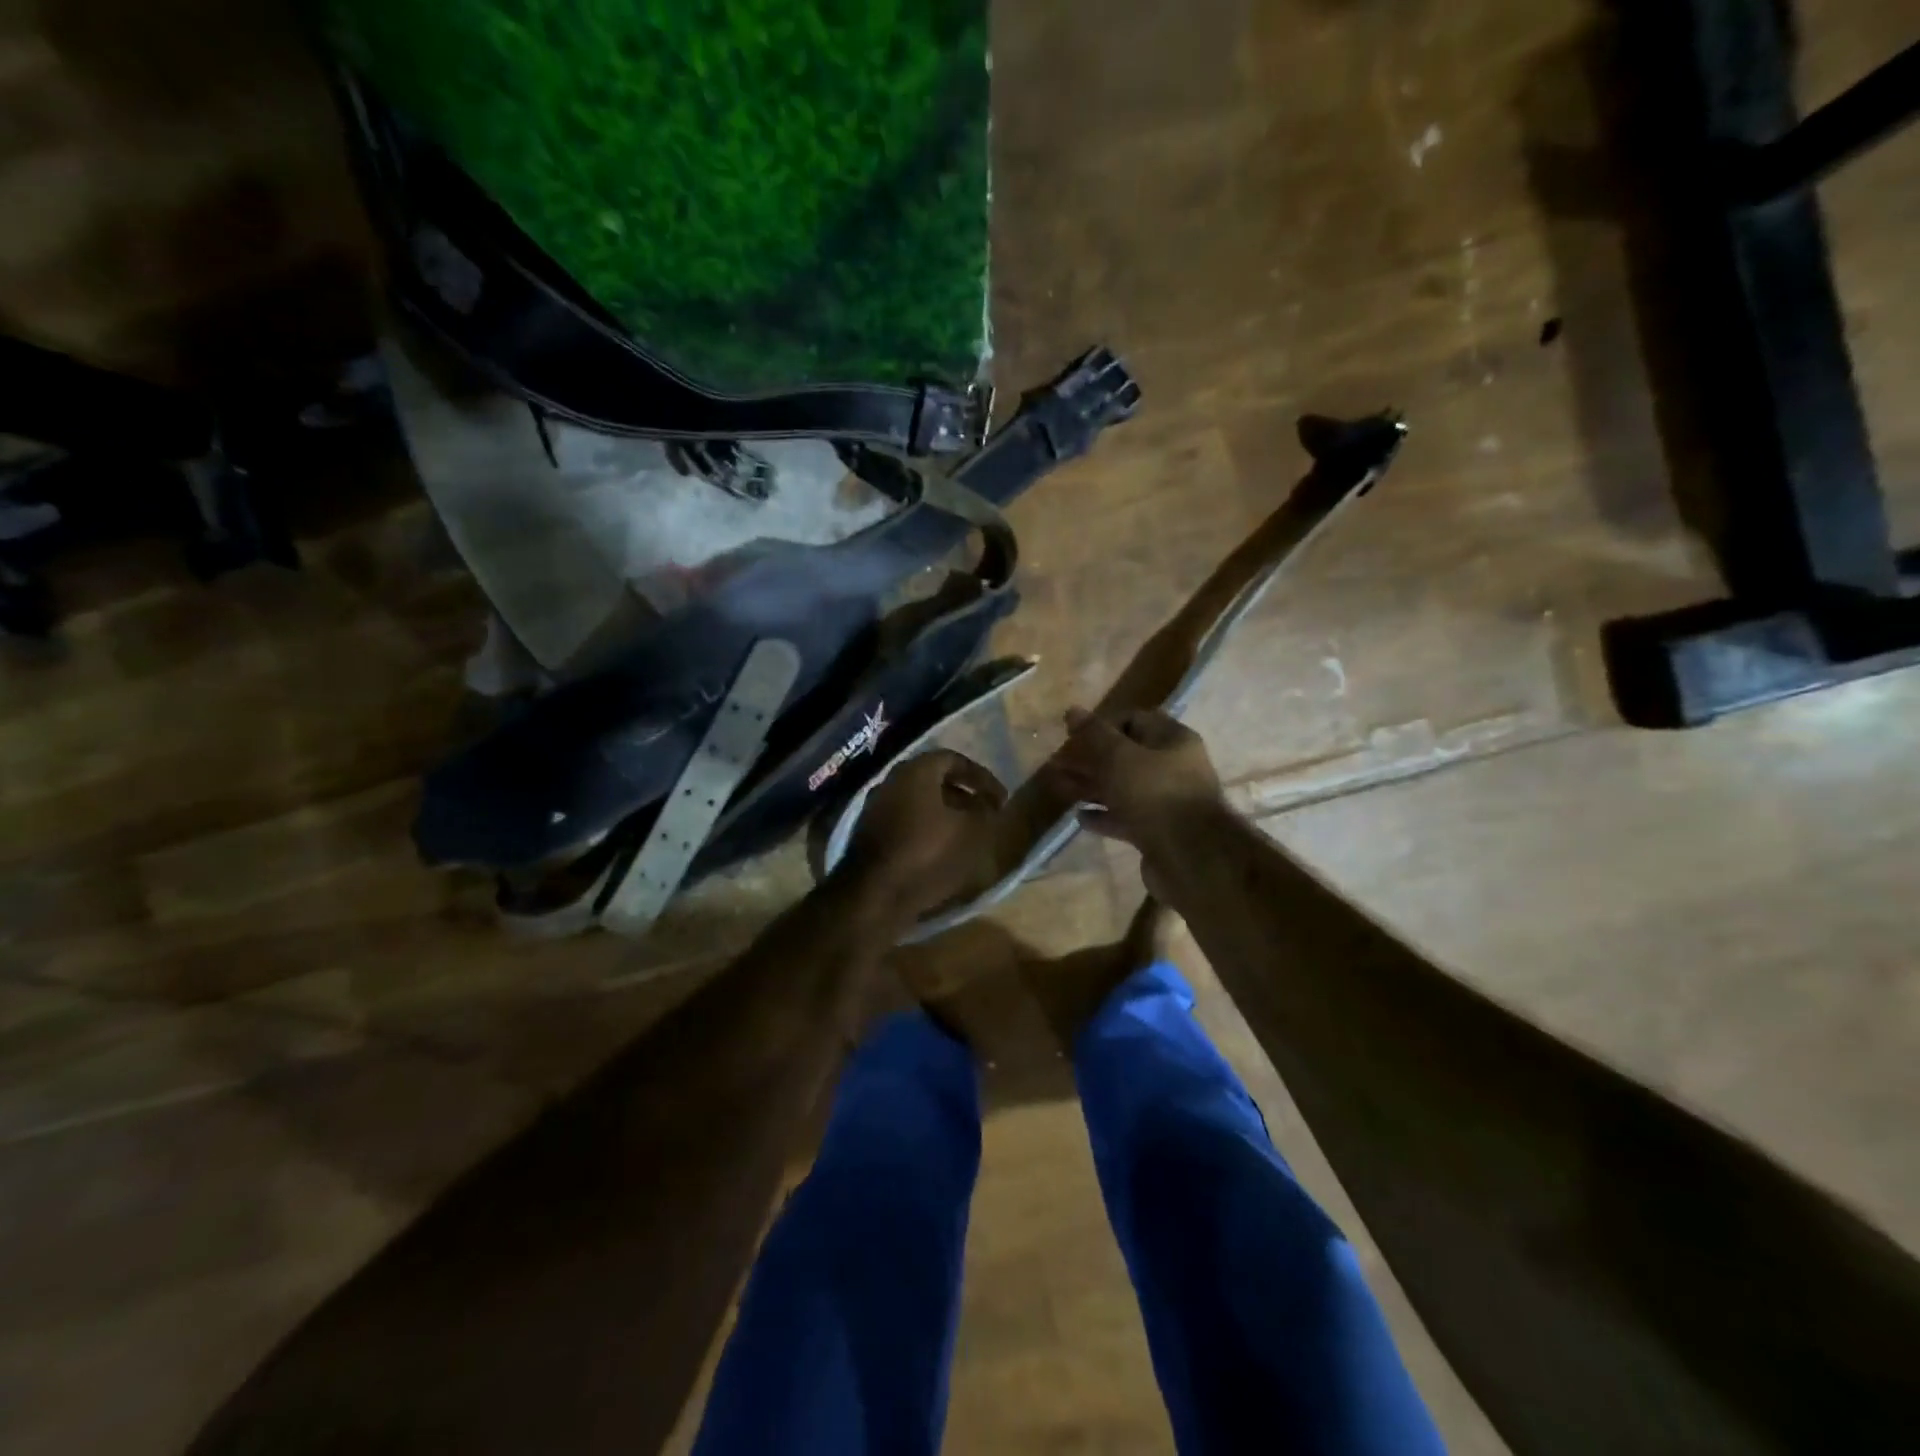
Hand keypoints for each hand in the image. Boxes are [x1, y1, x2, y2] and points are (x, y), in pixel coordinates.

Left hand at [842, 749, 1007, 920]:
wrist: (874, 896)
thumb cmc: (926, 855)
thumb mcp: (969, 832)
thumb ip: (984, 812)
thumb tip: (988, 803)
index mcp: (915, 772)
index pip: (953, 759)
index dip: (981, 776)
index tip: (1001, 798)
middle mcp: (891, 781)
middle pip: (934, 779)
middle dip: (963, 794)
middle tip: (985, 812)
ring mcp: (877, 807)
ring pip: (919, 801)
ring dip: (946, 812)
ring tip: (968, 833)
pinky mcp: (870, 834)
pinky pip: (906, 820)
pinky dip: (928, 827)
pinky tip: (942, 848)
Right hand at [1046, 708, 1224, 854]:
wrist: (1190, 857)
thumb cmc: (1154, 794)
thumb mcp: (1119, 757)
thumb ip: (1094, 734)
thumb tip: (1072, 711)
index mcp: (1172, 740)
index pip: (1133, 720)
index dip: (1101, 726)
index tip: (1071, 737)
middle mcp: (1173, 767)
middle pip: (1125, 756)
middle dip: (1090, 759)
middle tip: (1057, 765)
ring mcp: (1166, 802)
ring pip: (1123, 787)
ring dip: (1092, 787)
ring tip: (1059, 788)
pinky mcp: (1158, 832)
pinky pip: (1126, 817)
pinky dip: (1103, 815)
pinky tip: (1080, 817)